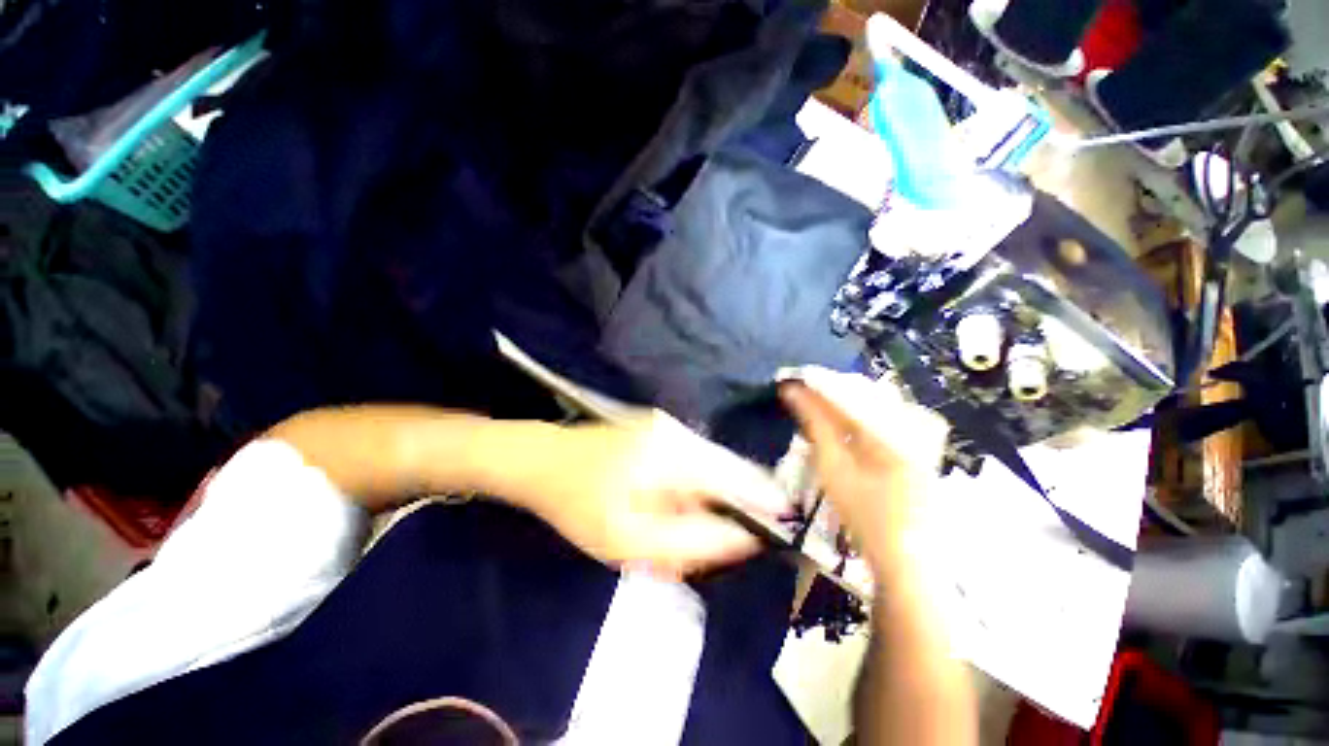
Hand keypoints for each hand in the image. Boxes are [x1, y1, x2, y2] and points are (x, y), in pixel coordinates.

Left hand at [520, 411, 791, 577]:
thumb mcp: (627, 539)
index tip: (780, 528)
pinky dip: (685, 491)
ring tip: (672, 533)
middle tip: (705, 546)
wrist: (538, 460)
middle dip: (726, 510)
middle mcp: (678, 432)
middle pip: (726, 473)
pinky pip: (688, 463)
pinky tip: (660, 510)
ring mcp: (667, 427)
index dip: (765, 501)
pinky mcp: (657, 430)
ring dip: (701, 503)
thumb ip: (690, 541)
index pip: (739, 476)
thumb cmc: (577, 501)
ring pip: (706, 469)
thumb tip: (743, 539)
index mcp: (675, 452)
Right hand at [778, 368, 947, 571]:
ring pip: (871, 393)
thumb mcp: (833, 468)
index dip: (815, 381)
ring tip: (812, 400)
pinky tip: (839, 414)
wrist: (909, 550)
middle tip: (796, 389)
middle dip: (826, 386)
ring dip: (839, 394)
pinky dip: (856, 405)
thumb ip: (815, 423)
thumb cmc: (866, 515)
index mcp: (892, 431)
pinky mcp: (921, 430)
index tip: (788, 376)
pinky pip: (883, 405)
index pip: (847, 391)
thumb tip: (792, 391)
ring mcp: (921, 423)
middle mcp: (912, 418)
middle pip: (860, 387)